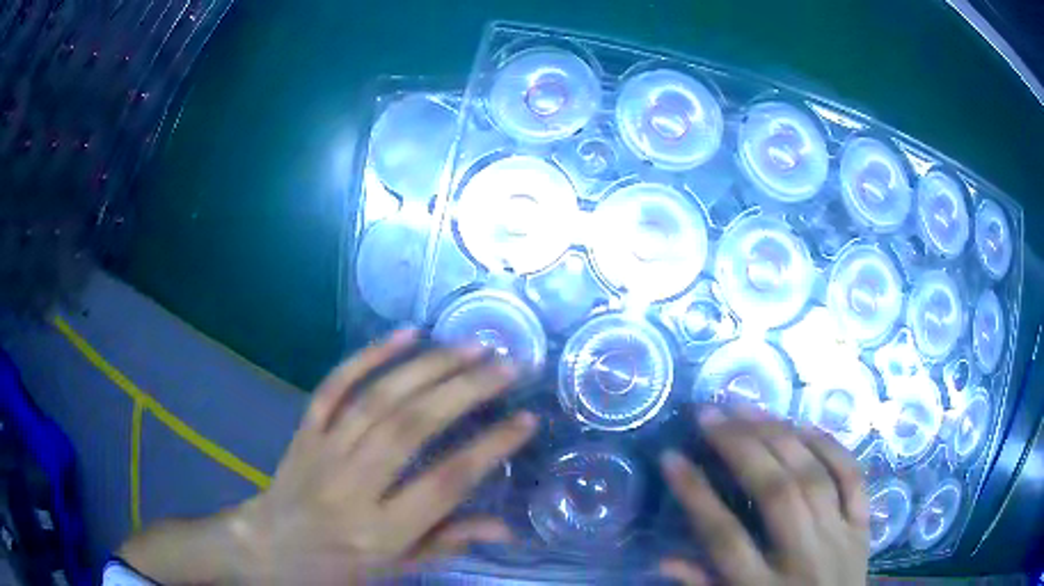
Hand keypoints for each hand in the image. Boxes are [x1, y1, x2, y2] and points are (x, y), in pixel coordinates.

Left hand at [226, 330, 537, 583]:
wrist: (270, 547)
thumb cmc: (339, 566)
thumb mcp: (398, 567)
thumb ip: (449, 542)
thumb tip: (507, 527)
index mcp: (381, 530)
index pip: (444, 483)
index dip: (490, 448)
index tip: (526, 419)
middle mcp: (352, 486)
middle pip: (411, 429)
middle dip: (466, 392)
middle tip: (507, 366)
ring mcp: (323, 451)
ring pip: (378, 399)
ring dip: (428, 367)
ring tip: (472, 348)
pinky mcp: (305, 430)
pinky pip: (334, 386)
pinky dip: (369, 356)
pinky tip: (406, 334)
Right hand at [659, 408, 868, 585]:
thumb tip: (663, 560)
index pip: (724, 537)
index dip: (695, 494)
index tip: (670, 456)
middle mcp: (804, 558)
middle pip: (776, 494)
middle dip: (741, 447)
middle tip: (710, 414)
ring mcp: (840, 537)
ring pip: (814, 477)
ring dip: (780, 435)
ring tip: (748, 409)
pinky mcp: (864, 526)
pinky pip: (853, 478)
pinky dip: (831, 447)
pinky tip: (804, 425)